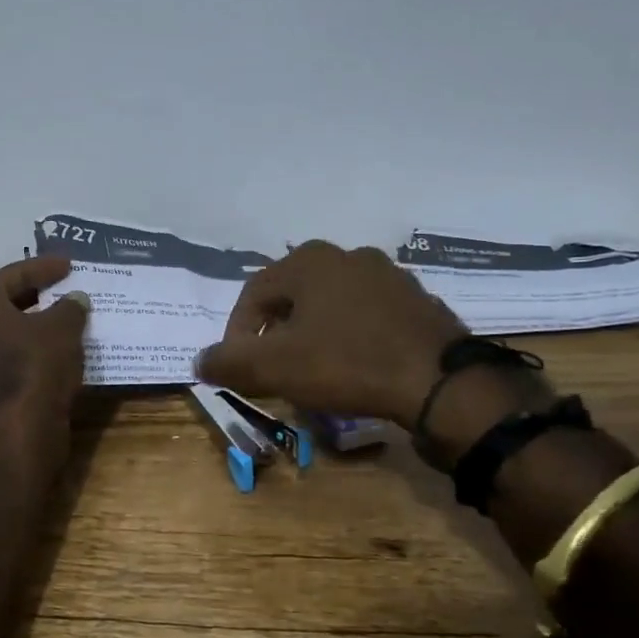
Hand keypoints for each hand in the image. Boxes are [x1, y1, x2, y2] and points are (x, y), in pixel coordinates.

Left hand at [0, 256, 90, 425]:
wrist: (18, 428)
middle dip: (34, 292)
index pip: (14, 274)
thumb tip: (75, 299)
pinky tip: (54, 347)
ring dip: (32, 321)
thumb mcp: (63, 327)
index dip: (43, 267)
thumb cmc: (36, 364)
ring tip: (62, 316)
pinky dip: (30, 345)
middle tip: (62, 286)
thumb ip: (70, 307)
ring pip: (6, 329)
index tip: (68, 265)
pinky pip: (9, 353)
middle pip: (4, 300)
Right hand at [195, 241, 467, 424]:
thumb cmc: (346, 363)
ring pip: (330, 306)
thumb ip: (229, 362)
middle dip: (275, 335)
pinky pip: (366, 317)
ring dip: (312, 335)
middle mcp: (347, 255)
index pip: (252, 296)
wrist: (439, 381)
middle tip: (273, 370)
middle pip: (291, 298)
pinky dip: (349, 337)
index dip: (238, 335)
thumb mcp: (275, 368)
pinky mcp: (416, 300)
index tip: (240, 369)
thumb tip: (199, 362)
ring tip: (312, 371)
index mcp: (308, 262)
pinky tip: (354, 366)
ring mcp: (387, 275)